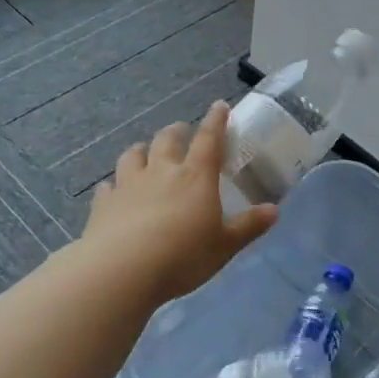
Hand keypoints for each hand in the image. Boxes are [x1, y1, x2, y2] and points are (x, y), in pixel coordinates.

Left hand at [82, 101, 277, 301]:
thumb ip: (248, 226)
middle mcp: (161, 172)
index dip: (216, 121)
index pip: (209, 140)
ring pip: (132, 156)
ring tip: (142, 150)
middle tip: (180, 129)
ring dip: (140, 150)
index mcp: (195, 177)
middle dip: (175, 131)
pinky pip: (107, 187)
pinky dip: (112, 185)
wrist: (122, 271)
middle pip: (166, 141)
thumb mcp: (224, 246)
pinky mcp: (104, 204)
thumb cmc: (182, 256)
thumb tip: (274, 210)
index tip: (219, 106)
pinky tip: (111, 190)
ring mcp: (128, 185)